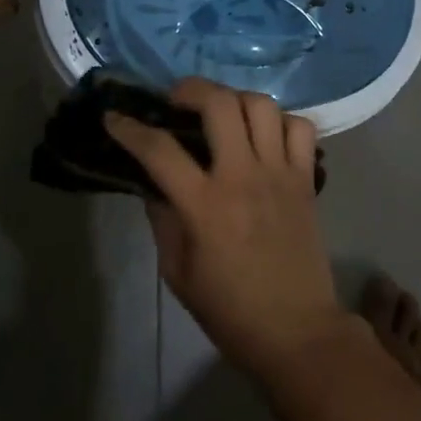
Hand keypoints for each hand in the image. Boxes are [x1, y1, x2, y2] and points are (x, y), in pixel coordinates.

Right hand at [107, 79, 349, 382]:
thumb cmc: (230, 310)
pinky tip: (264, 134)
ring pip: (262, 105)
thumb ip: (163, 220)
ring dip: (236, 99)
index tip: (114, 116)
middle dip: (191, 89)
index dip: (130, 128)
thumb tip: (154, 182)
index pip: (160, 151)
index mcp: (206, 206)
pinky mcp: (306, 178)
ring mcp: (280, 173)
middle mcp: (244, 177)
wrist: (296, 331)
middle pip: (220, 104)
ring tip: (222, 112)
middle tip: (177, 99)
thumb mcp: (178, 273)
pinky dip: (281, 120)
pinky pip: (300, 127)